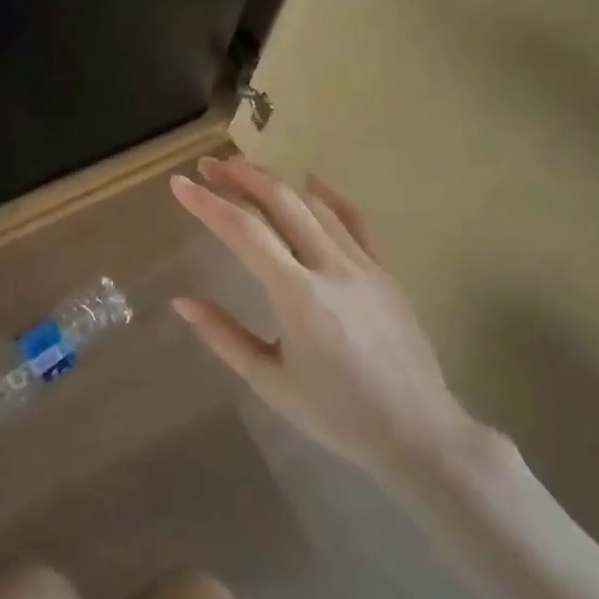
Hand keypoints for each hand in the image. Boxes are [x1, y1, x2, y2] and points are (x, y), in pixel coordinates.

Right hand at [169, 156, 485, 476]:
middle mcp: (331, 268)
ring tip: (245, 171)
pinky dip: (331, 197)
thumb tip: (182, 302)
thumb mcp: (270, 381)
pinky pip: (357, 222)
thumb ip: (224, 336)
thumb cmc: (337, 414)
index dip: (207, 204)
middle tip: (208, 165)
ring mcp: (364, 266)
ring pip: (315, 206)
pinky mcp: (386, 273)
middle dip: (240, 177)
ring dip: (276, 182)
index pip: (244, 232)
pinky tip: (312, 182)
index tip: (179, 184)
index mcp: (297, 296)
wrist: (419, 433)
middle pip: (281, 203)